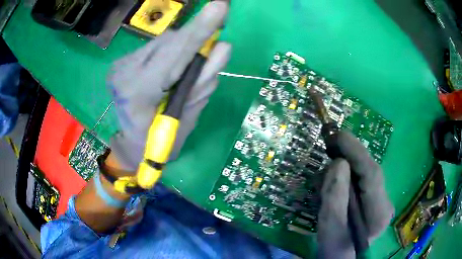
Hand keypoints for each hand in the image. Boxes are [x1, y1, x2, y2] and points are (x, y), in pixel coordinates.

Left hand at [107, 1, 230, 171]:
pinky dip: (174, 54)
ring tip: (186, 74)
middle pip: (170, 42)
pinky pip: (159, 48)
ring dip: (185, 50)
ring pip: (165, 42)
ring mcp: (122, 63)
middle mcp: (125, 70)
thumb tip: (223, 47)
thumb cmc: (158, 142)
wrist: (132, 144)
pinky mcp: (125, 60)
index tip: (221, 5)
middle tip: (213, 36)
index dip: (199, 30)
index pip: (173, 54)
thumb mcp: (185, 120)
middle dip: (196, 40)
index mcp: (137, 92)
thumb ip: (202, 82)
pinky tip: (173, 71)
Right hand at [317, 131, 393, 257]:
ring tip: (325, 179)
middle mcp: (385, 201)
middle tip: (329, 147)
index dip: (356, 152)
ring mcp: (380, 198)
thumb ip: (335, 197)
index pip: (372, 174)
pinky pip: (360, 179)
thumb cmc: (335, 248)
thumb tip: (338, 163)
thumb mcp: (330, 227)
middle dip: (350, 156)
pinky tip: (332, 185)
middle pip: (369, 170)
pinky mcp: (373, 197)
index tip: (338, 135)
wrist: (342, 257)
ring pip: (364, 172)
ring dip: (345, 168)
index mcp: (379, 212)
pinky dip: (345, 176)